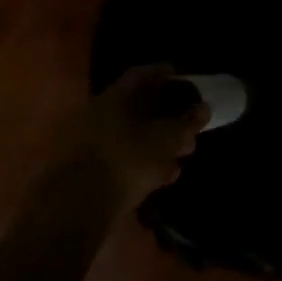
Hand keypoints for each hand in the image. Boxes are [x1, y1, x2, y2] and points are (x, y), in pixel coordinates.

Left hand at [49, 65, 209, 214]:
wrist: (78, 207)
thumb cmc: (125, 161)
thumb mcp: (164, 140)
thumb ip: (185, 123)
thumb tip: (203, 108)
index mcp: (113, 98)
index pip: (141, 74)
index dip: (164, 74)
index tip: (183, 79)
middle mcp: (98, 114)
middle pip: (137, 107)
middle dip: (166, 115)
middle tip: (189, 124)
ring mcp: (90, 143)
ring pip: (132, 135)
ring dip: (158, 142)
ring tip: (182, 153)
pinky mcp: (89, 171)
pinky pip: (124, 159)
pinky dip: (145, 162)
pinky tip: (164, 175)